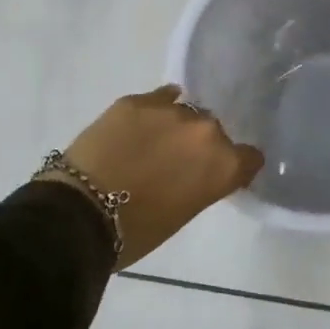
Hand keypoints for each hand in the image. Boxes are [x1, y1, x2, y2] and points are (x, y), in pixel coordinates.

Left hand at [53, 86, 262, 270]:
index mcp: (223, 164)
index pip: (250, 157)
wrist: (79, 213)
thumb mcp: (184, 212)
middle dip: (201, 145)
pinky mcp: (137, 100)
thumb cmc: (137, 230)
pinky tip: (142, 124)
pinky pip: (160, 98)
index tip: (221, 175)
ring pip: (187, 112)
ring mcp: (171, 110)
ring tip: (154, 143)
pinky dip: (155, 111)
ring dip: (177, 127)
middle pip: (216, 132)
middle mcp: (206, 130)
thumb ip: (202, 183)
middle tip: (178, 163)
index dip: (237, 166)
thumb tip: (196, 171)